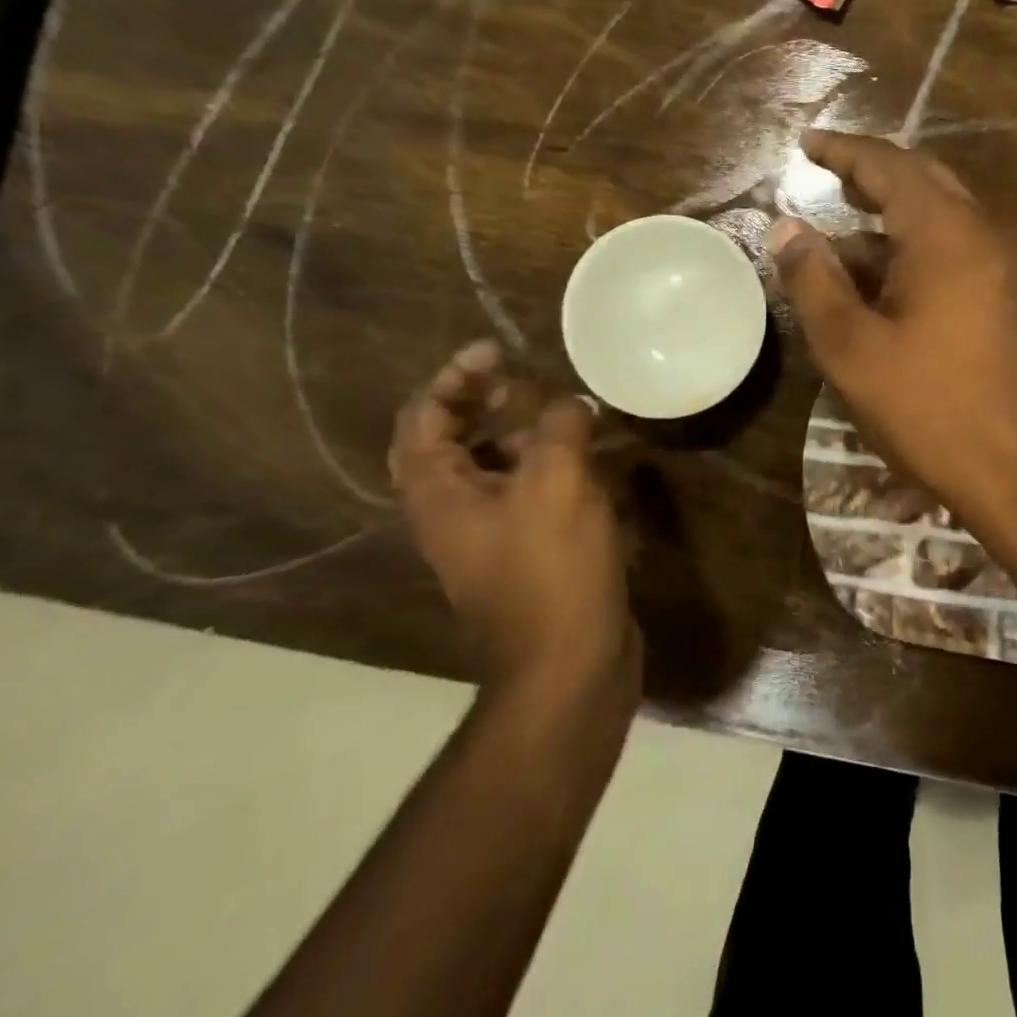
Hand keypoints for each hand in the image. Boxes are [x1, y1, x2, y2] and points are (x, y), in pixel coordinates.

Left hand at [390, 341, 638, 690]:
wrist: (569, 665)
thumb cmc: (552, 569)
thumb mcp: (557, 482)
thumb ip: (560, 426)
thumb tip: (571, 403)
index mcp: (439, 492)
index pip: (423, 416)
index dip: (455, 376)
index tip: (498, 351)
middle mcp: (453, 512)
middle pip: (452, 440)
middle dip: (485, 402)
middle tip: (526, 379)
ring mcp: (489, 537)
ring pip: (493, 468)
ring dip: (523, 434)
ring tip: (566, 415)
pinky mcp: (527, 554)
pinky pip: (528, 495)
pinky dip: (551, 469)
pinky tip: (593, 462)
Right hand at [770, 131, 1016, 532]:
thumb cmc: (931, 410)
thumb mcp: (853, 350)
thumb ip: (815, 282)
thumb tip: (786, 228)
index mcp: (945, 234)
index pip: (890, 166)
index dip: (844, 151)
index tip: (807, 144)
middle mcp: (983, 238)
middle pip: (924, 182)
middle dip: (872, 176)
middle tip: (827, 177)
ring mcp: (1003, 271)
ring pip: (941, 222)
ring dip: (891, 221)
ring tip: (841, 239)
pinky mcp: (1009, 303)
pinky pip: (957, 255)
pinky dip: (915, 252)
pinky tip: (885, 286)